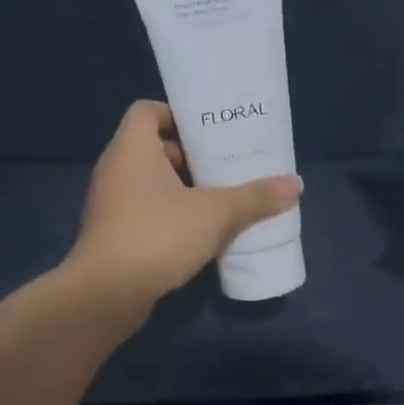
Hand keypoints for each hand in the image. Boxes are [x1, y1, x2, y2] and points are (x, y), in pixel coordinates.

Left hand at [68, 100, 302, 306]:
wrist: (106, 294)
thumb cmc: (158, 234)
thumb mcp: (216, 213)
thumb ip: (255, 197)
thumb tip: (297, 184)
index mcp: (132, 148)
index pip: (147, 111)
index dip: (176, 114)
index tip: (208, 130)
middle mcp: (115, 169)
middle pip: (152, 147)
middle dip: (189, 154)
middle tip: (224, 163)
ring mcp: (110, 204)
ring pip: (148, 182)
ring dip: (180, 187)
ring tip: (219, 196)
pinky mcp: (112, 234)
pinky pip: (143, 211)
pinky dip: (168, 213)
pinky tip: (199, 231)